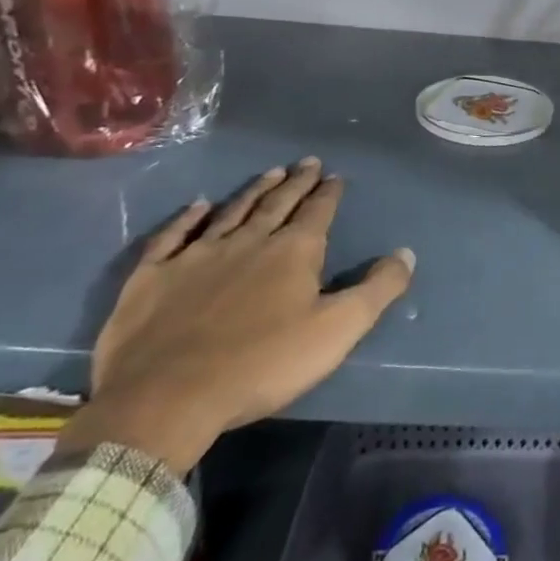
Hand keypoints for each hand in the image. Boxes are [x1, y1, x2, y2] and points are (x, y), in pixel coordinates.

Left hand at [57, 159, 414, 473]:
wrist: (166, 398)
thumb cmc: (262, 364)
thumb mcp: (337, 331)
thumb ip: (377, 289)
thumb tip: (406, 253)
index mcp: (293, 252)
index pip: (317, 211)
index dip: (328, 193)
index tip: (335, 176)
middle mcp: (248, 241)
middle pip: (277, 203)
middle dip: (296, 182)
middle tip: (307, 162)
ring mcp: (197, 255)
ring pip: (231, 212)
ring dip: (253, 191)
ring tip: (270, 172)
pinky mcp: (153, 276)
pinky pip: (173, 236)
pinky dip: (187, 218)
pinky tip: (197, 205)